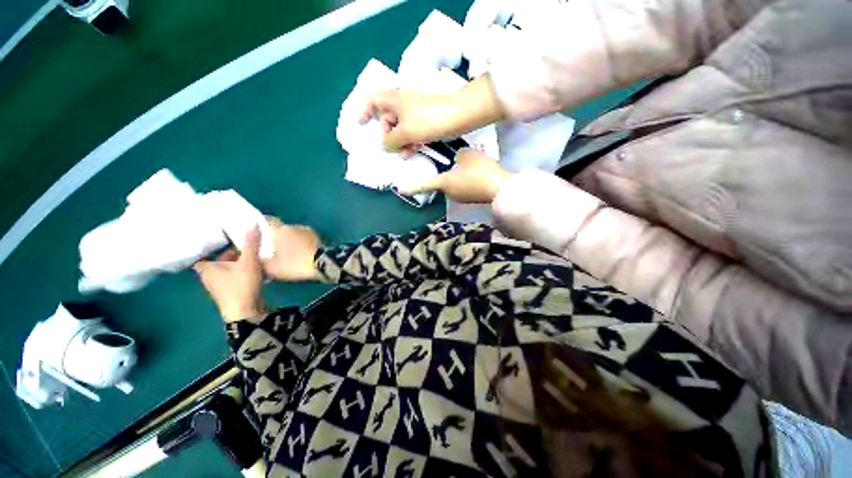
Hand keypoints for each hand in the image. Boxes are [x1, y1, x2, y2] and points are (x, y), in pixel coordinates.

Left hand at [194, 227, 263, 322]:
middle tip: (247, 246)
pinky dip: (243, 273)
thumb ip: (251, 244)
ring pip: (228, 270)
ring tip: (255, 256)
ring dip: (239, 264)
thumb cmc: (240, 285)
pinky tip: (257, 270)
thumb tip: (253, 223)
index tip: (223, 239)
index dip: (211, 247)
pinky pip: (235, 278)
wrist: (245, 312)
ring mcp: (220, 287)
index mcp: (207, 268)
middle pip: (219, 261)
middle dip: (232, 254)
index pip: (203, 254)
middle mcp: (210, 277)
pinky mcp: (231, 293)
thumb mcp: (248, 261)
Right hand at [262, 218, 322, 281]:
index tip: (256, 231)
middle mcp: (294, 226)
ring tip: (287, 253)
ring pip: (294, 234)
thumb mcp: (271, 267)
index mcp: (279, 229)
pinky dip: (301, 245)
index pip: (267, 220)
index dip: (261, 225)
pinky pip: (305, 239)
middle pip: (281, 228)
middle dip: (277, 236)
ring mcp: (308, 231)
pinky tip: (300, 255)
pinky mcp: (319, 238)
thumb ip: (260, 261)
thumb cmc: (294, 264)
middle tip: (272, 248)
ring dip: (291, 241)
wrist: (323, 264)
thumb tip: (255, 257)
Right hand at [360, 89, 456, 154]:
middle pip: (387, 119)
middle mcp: (402, 104)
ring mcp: (415, 113)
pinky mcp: (425, 121)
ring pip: (400, 128)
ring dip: (400, 142)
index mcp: (393, 100)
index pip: (372, 100)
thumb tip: (384, 145)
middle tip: (392, 148)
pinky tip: (414, 150)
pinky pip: (412, 132)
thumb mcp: (405, 132)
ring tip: (406, 153)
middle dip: (387, 135)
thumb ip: (390, 141)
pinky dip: (411, 141)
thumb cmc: (428, 120)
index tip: (361, 124)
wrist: (458, 116)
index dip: (364, 111)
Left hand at [398, 148, 513, 202]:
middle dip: (443, 174)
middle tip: (450, 163)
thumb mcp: (468, 156)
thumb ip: (458, 156)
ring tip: (467, 168)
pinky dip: (465, 181)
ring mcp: (461, 198)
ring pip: (453, 185)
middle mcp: (450, 193)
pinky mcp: (471, 199)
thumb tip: (457, 160)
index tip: (399, 190)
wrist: (501, 188)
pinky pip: (463, 188)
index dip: (412, 186)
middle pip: (441, 182)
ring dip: (455, 177)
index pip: (425, 184)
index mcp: (445, 183)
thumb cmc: (481, 171)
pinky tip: (475, 175)